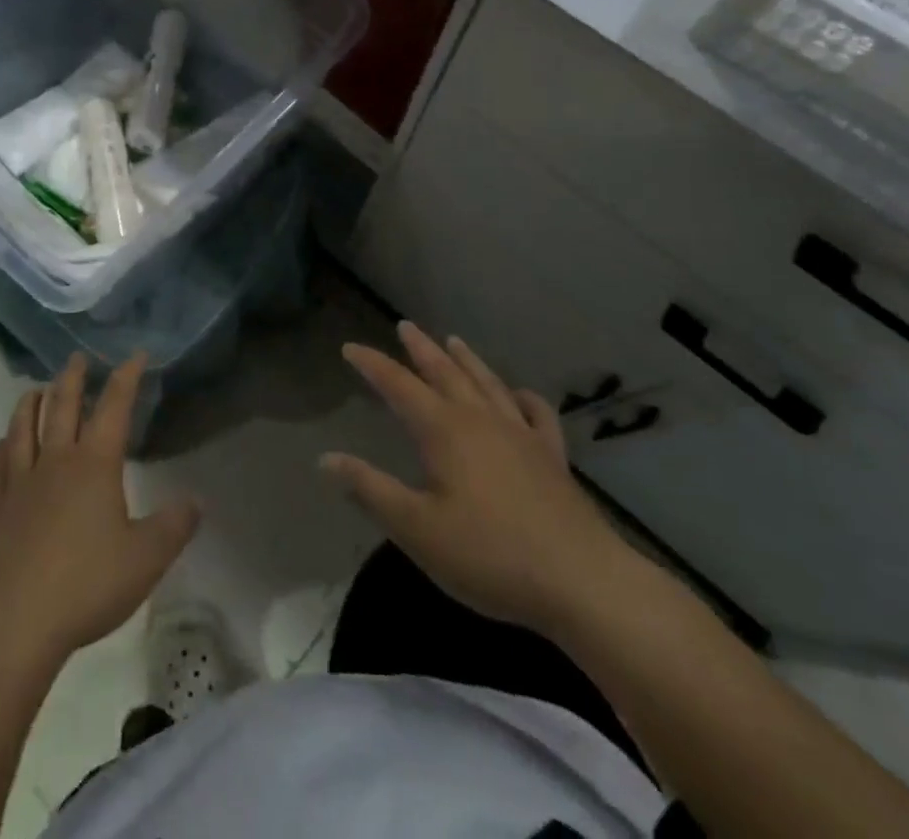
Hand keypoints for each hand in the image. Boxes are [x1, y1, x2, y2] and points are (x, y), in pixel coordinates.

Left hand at [0, 353, 200, 668]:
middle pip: (61, 406)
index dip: (126, 377)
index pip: (113, 407)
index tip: (136, 354)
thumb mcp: (146, 559)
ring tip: (36, 389)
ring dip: (30, 403)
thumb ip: (173, 526)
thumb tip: (196, 501)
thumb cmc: (85, 584)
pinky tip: (2, 447)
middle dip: (72, 378)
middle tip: (77, 357)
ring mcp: (19, 484)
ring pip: (23, 428)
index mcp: (93, 464)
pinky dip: (0, 449)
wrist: (13, 622)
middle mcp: (55, 462)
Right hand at [322, 323, 642, 637]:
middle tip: (405, 326)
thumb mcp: (417, 528)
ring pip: (487, 383)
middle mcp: (480, 420)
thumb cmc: (489, 555)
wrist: (582, 582)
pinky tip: (518, 394)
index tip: (350, 347)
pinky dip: (523, 397)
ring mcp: (521, 435)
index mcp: (444, 430)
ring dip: (466, 360)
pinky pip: (536, 414)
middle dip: (421, 349)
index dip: (373, 365)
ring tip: (453, 340)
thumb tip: (326, 459)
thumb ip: (370, 489)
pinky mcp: (552, 458)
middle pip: (445, 372)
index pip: (398, 386)